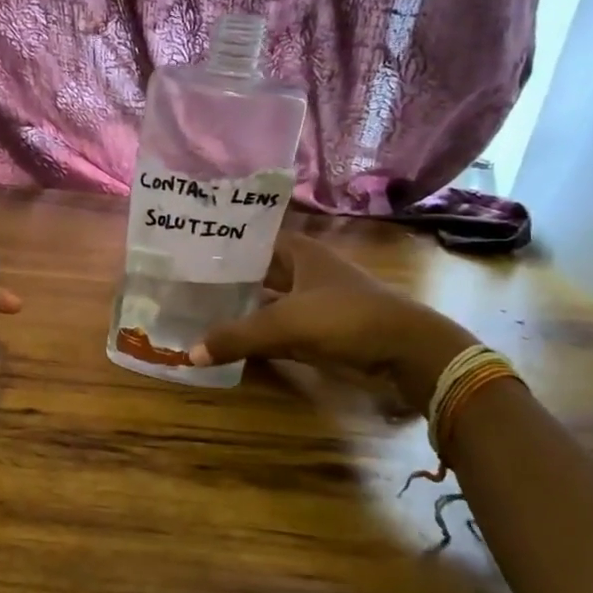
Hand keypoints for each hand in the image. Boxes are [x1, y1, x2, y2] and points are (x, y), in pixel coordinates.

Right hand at [189, 233, 474, 405]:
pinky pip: (277, 328)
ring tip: (198, 309)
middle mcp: (304, 271)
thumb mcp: (285, 324)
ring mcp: (312, 302)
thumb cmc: (347, 319)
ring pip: (266, 300)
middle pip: (257, 271)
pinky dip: (256, 333)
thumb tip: (189, 353)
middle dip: (227, 278)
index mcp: (299, 252)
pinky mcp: (318, 331)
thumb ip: (237, 336)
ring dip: (240, 307)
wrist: (408, 353)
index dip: (224, 243)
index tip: (189, 249)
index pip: (253, 238)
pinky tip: (230, 338)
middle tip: (185, 283)